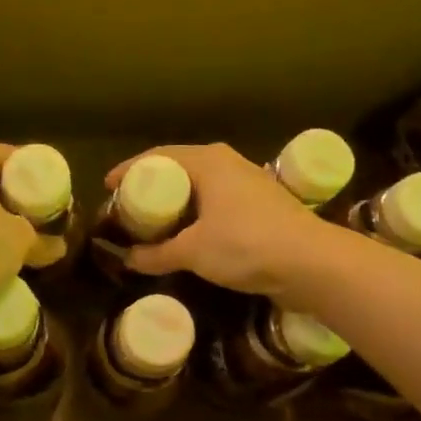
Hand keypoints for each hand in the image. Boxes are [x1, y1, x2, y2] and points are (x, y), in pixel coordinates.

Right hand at [106, 143, 329, 299]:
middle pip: (178, 167)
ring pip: (200, 185)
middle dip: (152, 186)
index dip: (129, 170)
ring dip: (176, 201)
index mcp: (207, 161)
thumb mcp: (193, 252)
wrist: (312, 263)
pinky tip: (189, 232)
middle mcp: (227, 162)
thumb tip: (129, 260)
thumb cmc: (247, 245)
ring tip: (154, 221)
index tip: (108, 186)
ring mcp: (248, 181)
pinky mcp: (261, 203)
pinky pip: (216, 199)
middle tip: (128, 206)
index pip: (158, 157)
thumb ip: (157, 254)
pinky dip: (196, 211)